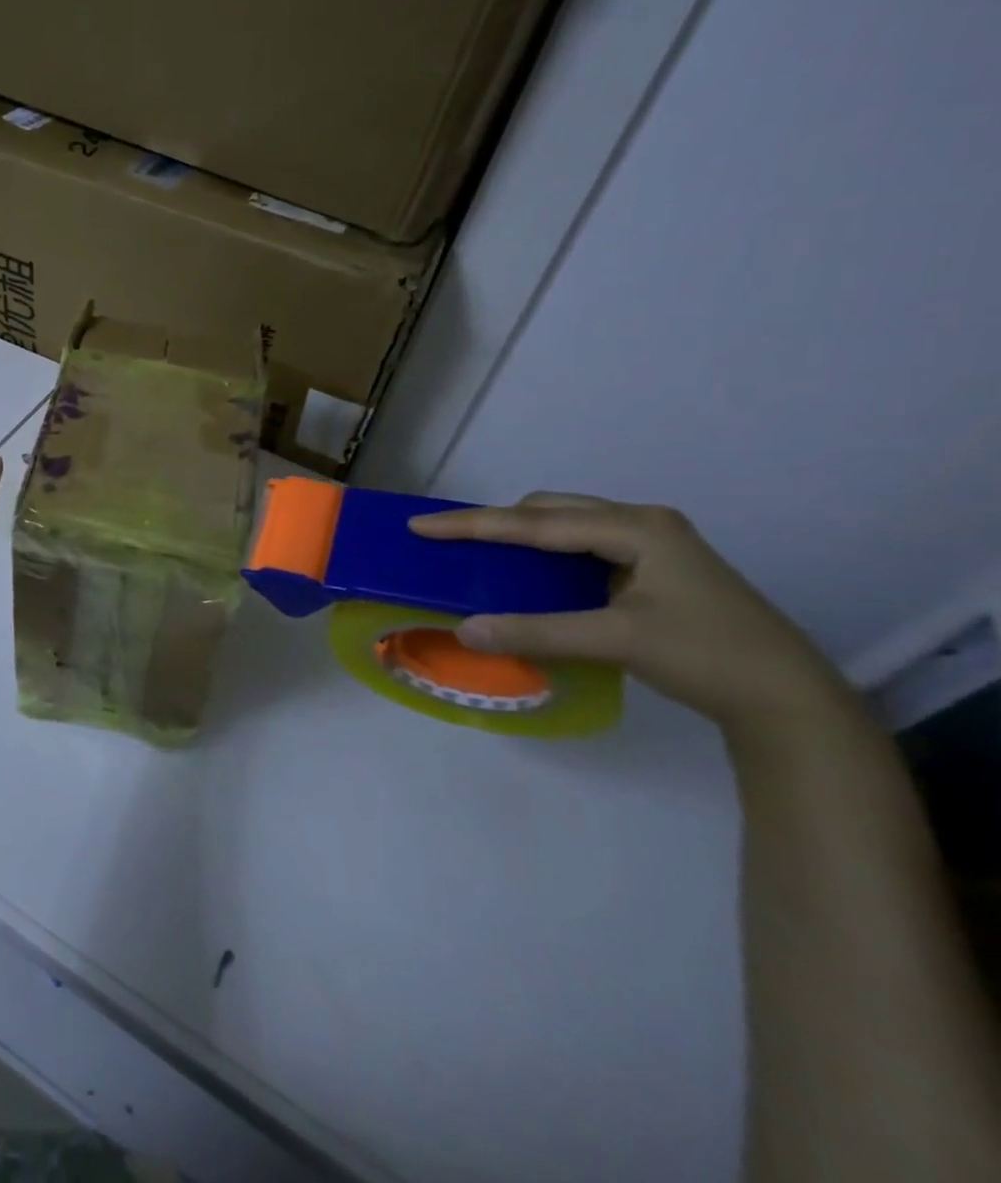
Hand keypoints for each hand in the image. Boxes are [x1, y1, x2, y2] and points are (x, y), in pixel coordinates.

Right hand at [408, 494, 856, 736]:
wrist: (789, 699)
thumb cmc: (707, 657)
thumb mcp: (616, 641)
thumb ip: (536, 632)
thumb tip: (463, 630)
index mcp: (635, 527)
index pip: (534, 521)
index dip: (473, 524)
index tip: (421, 524)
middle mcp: (642, 522)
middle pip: (549, 509)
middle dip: (496, 522)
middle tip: (448, 540)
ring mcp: (652, 543)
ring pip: (566, 524)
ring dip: (521, 536)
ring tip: (480, 554)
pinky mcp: (653, 567)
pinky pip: (581, 545)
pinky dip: (545, 554)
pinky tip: (530, 575)